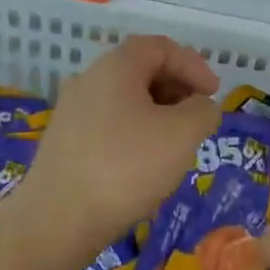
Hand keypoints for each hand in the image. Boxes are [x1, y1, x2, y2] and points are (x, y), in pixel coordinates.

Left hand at [19, 35, 219, 254]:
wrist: (55, 222)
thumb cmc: (125, 168)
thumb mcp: (181, 135)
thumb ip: (202, 111)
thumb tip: (200, 106)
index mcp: (115, 66)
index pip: (160, 47)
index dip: (193, 64)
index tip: (214, 94)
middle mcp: (89, 80)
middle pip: (141, 70)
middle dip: (176, 89)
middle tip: (198, 118)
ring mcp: (72, 112)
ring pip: (125, 100)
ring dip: (157, 114)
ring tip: (176, 146)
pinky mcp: (65, 144)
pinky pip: (109, 125)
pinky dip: (135, 134)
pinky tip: (144, 167)